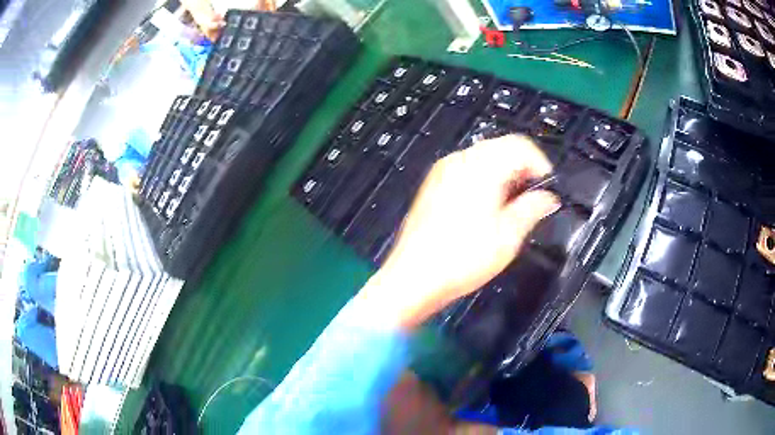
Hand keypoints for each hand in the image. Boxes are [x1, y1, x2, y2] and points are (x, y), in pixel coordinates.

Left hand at [359, 135, 559, 328]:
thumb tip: (548, 198)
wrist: (413, 277)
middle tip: (533, 198)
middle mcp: (459, 160)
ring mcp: (443, 171)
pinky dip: (484, 180)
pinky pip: (467, 170)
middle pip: (501, 148)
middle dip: (523, 169)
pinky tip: (487, 207)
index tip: (548, 188)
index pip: (520, 145)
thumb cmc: (461, 258)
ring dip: (504, 174)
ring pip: (484, 158)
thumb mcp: (508, 236)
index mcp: (481, 167)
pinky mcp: (433, 184)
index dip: (540, 164)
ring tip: (513, 206)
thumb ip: (532, 209)